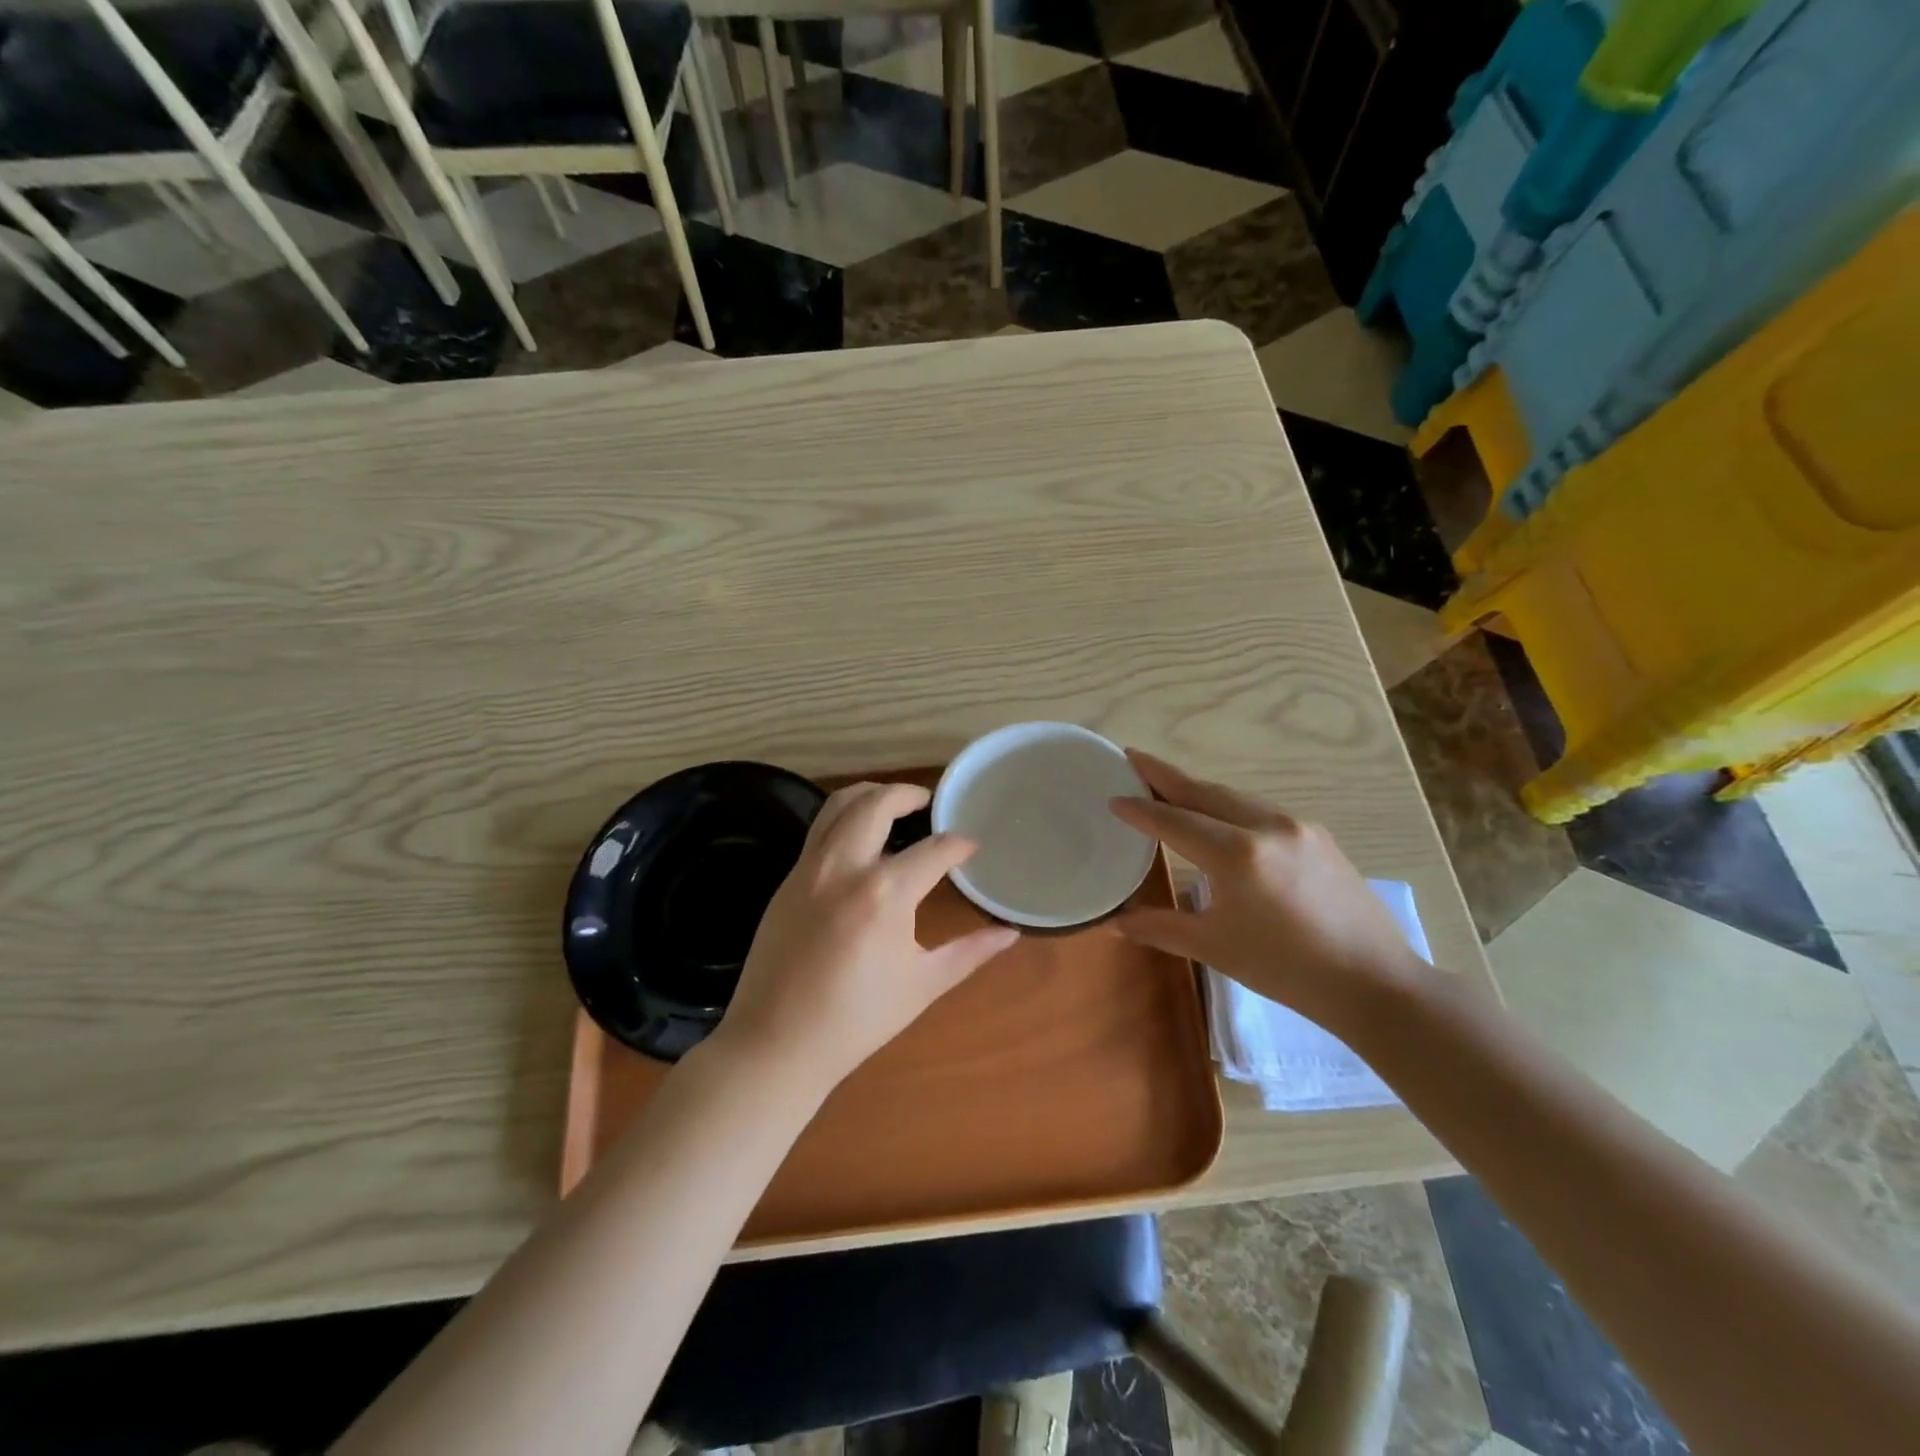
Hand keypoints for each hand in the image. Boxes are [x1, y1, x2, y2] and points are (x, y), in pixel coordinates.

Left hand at [713, 782, 1019, 1095]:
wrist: (777, 1043)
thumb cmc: (858, 1019)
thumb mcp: (923, 985)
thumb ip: (971, 952)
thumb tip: (1010, 933)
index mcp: (885, 893)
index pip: (934, 850)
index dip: (959, 844)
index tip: (972, 847)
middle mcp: (844, 867)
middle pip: (877, 803)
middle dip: (908, 794)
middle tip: (929, 803)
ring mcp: (809, 868)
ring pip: (839, 805)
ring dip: (871, 794)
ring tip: (893, 804)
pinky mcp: (788, 878)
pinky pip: (819, 829)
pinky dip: (844, 817)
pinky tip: (860, 839)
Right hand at [1109, 751, 1430, 1031]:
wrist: (1375, 983)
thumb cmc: (1286, 970)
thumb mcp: (1214, 948)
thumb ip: (1160, 927)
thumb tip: (1116, 922)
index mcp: (1237, 854)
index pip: (1175, 821)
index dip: (1140, 808)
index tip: (1113, 796)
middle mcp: (1267, 826)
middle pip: (1204, 791)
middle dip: (1165, 775)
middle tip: (1132, 759)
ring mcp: (1297, 826)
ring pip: (1234, 796)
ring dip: (1197, 789)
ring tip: (1167, 785)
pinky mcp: (1317, 835)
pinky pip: (1259, 809)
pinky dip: (1228, 805)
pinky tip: (1218, 816)